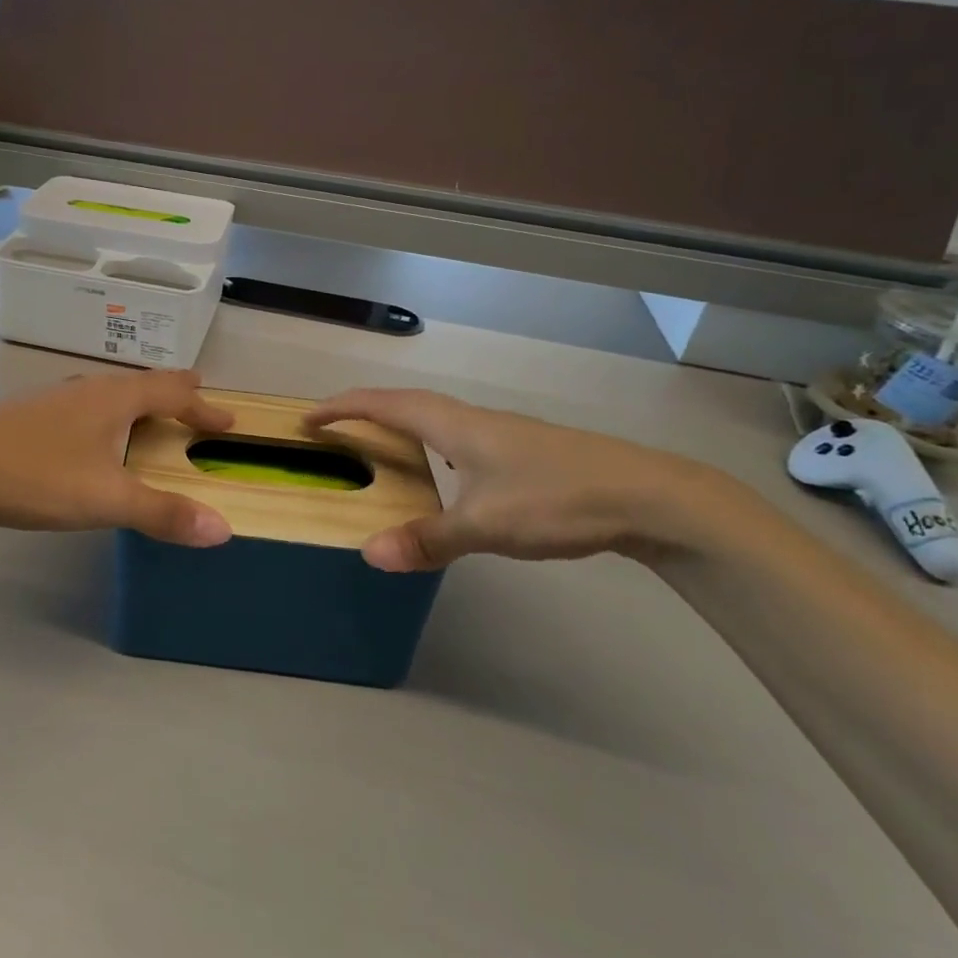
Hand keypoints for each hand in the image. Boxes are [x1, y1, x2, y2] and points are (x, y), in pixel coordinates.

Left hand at [0, 372, 235, 546]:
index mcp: (115, 398)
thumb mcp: (107, 499)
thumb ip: (164, 513)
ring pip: (112, 392)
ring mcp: (57, 397)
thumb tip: (222, 528)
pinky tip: (94, 435)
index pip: (174, 392)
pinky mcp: (33, 413)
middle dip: (174, 393)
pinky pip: (88, 406)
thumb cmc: (39, 476)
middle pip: (143, 383)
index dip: (204, 407)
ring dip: (140, 402)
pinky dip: (110, 414)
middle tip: (196, 399)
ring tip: (151, 415)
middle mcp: (90, 387)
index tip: (229, 422)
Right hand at [305, 389, 744, 570]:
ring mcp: (501, 433)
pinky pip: (456, 437)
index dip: (342, 408)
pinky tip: (442, 474)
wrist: (648, 495)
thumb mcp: (486, 525)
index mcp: (454, 425)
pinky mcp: (522, 451)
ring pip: (434, 419)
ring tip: (377, 448)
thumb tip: (368, 553)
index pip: (384, 404)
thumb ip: (427, 539)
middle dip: (363, 413)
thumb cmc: (557, 499)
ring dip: (397, 426)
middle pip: (405, 404)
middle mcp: (472, 420)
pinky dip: (428, 445)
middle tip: (334, 432)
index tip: (308, 418)